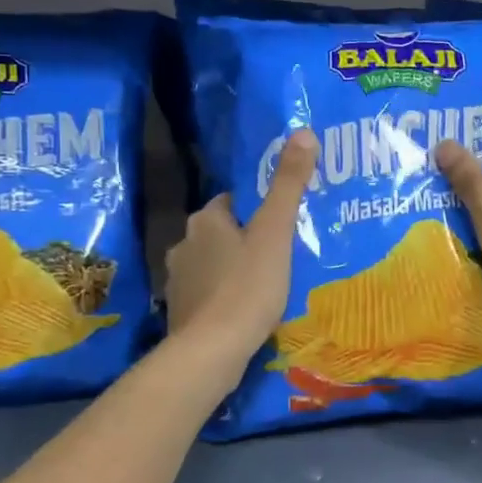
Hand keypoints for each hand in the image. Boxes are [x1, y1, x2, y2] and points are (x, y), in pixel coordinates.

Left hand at [165, 128, 318, 364]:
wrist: (212, 350)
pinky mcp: (180, 311)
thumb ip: (288, 184)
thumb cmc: (248, 286)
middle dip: (245, 238)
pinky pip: (208, 293)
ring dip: (233, 267)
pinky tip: (246, 309)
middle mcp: (184, 244)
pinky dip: (224, 295)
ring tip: (267, 281)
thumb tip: (303, 131)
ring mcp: (178, 280)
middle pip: (220, 232)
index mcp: (205, 220)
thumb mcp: (275, 232)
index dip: (256, 207)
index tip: (280, 219)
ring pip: (212, 263)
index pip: (231, 200)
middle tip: (281, 250)